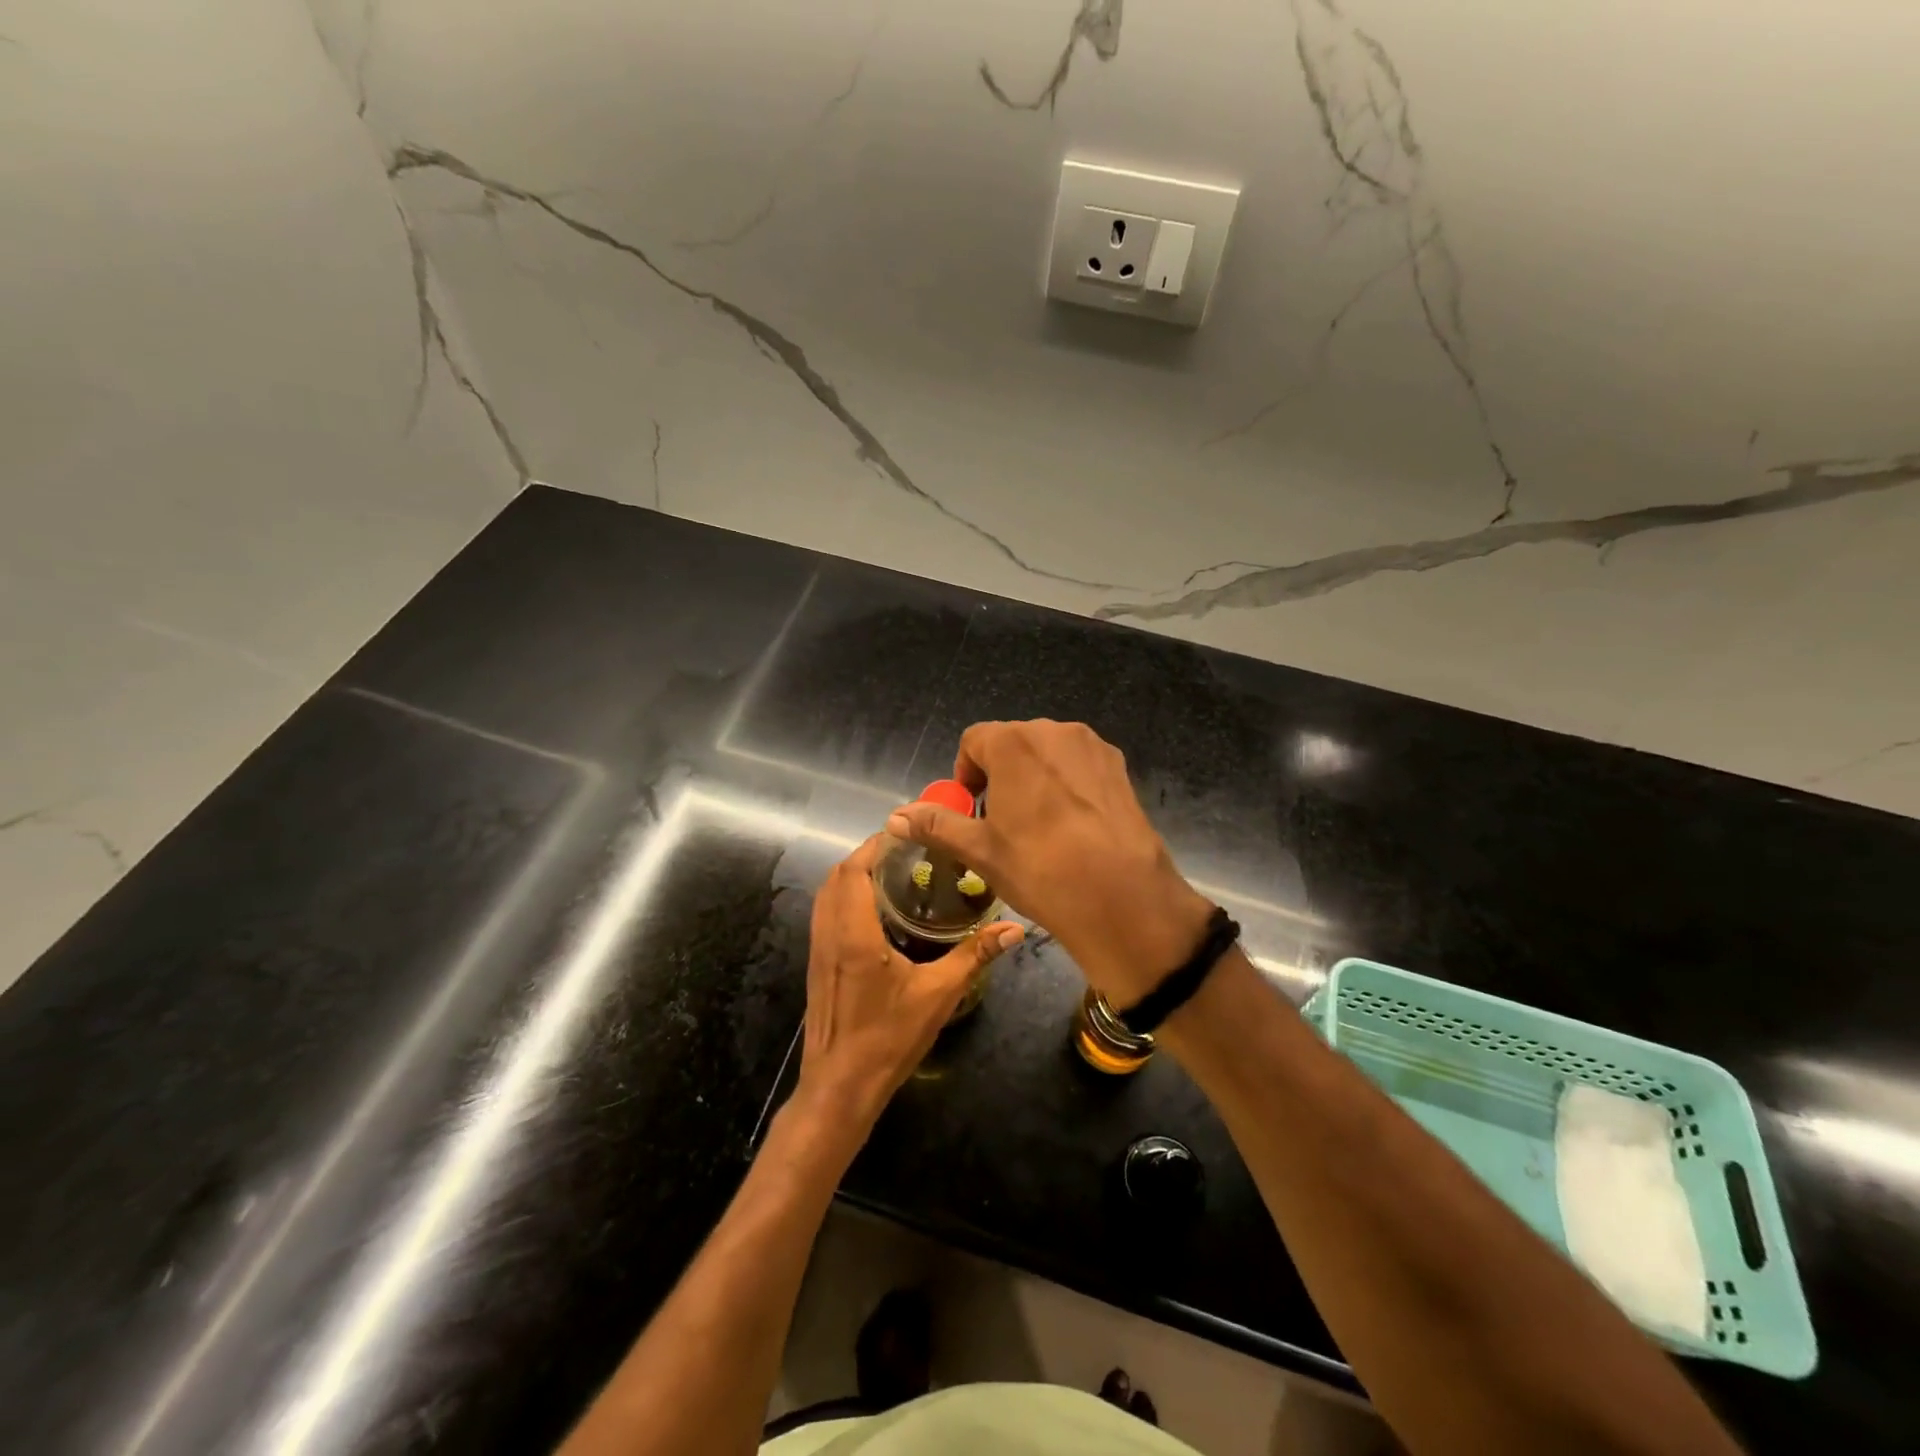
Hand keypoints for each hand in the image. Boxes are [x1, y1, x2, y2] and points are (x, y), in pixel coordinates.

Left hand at [797, 834, 1022, 1131]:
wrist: (839, 1088)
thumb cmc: (887, 1039)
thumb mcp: (938, 996)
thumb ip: (974, 957)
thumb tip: (1014, 930)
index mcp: (854, 934)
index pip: (854, 870)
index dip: (874, 844)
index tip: (905, 832)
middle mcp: (829, 934)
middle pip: (837, 876)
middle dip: (866, 855)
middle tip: (906, 851)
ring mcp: (818, 950)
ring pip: (827, 894)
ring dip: (853, 875)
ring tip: (893, 872)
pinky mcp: (817, 965)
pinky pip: (826, 914)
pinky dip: (845, 897)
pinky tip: (876, 911)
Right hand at [886, 721, 1211, 1007]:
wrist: (1122, 897)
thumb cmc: (1040, 869)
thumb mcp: (980, 850)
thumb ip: (936, 825)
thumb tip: (896, 817)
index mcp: (1014, 742)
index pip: (974, 741)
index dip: (966, 774)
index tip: (971, 810)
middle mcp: (1054, 731)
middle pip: (1013, 743)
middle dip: (999, 774)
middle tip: (1001, 822)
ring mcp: (1093, 747)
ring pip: (1048, 754)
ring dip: (1034, 778)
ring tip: (1039, 827)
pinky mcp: (1120, 768)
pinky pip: (1079, 766)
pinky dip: (1067, 785)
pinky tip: (1073, 828)